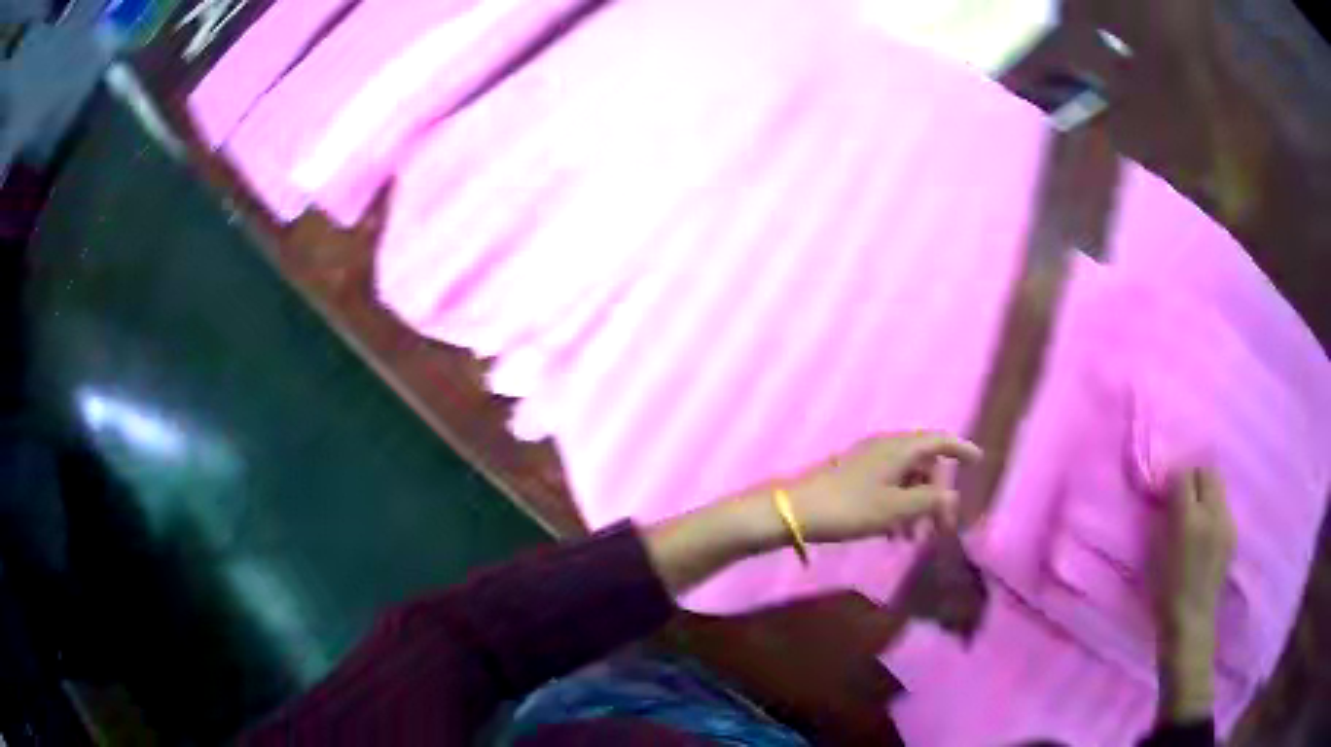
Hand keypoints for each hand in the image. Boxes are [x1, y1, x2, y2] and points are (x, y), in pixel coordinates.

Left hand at [787, 432, 982, 543]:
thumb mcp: (895, 509)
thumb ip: (928, 502)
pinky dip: (897, 506)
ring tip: (913, 539)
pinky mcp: (853, 476)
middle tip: (939, 528)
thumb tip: (953, 496)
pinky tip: (892, 534)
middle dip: (936, 494)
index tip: (978, 461)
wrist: (794, 510)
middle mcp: (886, 448)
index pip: (939, 440)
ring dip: (916, 505)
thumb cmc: (849, 507)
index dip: (960, 449)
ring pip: (905, 479)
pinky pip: (887, 487)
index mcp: (899, 448)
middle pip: (924, 464)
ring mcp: (868, 461)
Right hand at [1156, 468, 1235, 640]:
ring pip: (1219, 486)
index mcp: (1187, 519)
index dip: (1174, 479)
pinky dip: (1215, 509)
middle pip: (1208, 472)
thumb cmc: (1165, 591)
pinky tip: (1207, 531)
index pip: (1184, 476)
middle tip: (1184, 495)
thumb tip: (1168, 496)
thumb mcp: (1156, 554)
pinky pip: (1224, 507)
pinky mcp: (1233, 533)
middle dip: (1195, 477)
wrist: (1190, 621)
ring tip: (1197, 513)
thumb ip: (1165, 518)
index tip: (1167, 491)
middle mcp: (1211, 513)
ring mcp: (1226, 522)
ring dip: (1207, 491)